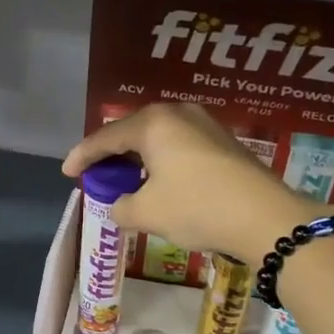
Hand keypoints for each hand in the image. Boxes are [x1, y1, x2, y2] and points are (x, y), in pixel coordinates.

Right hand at [62, 101, 323, 260]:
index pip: (107, 137)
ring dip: (139, 159)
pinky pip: (181, 147)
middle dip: (112, 154)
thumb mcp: (147, 213)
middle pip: (134, 131)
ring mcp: (207, 126)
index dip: (83, 156)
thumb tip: (120, 206)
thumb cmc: (197, 208)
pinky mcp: (225, 143)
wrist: (266, 219)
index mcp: (154, 122)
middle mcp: (179, 114)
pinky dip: (163, 163)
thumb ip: (121, 207)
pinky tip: (160, 182)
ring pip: (160, 139)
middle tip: (97, 174)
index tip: (67, 172)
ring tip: (126, 180)